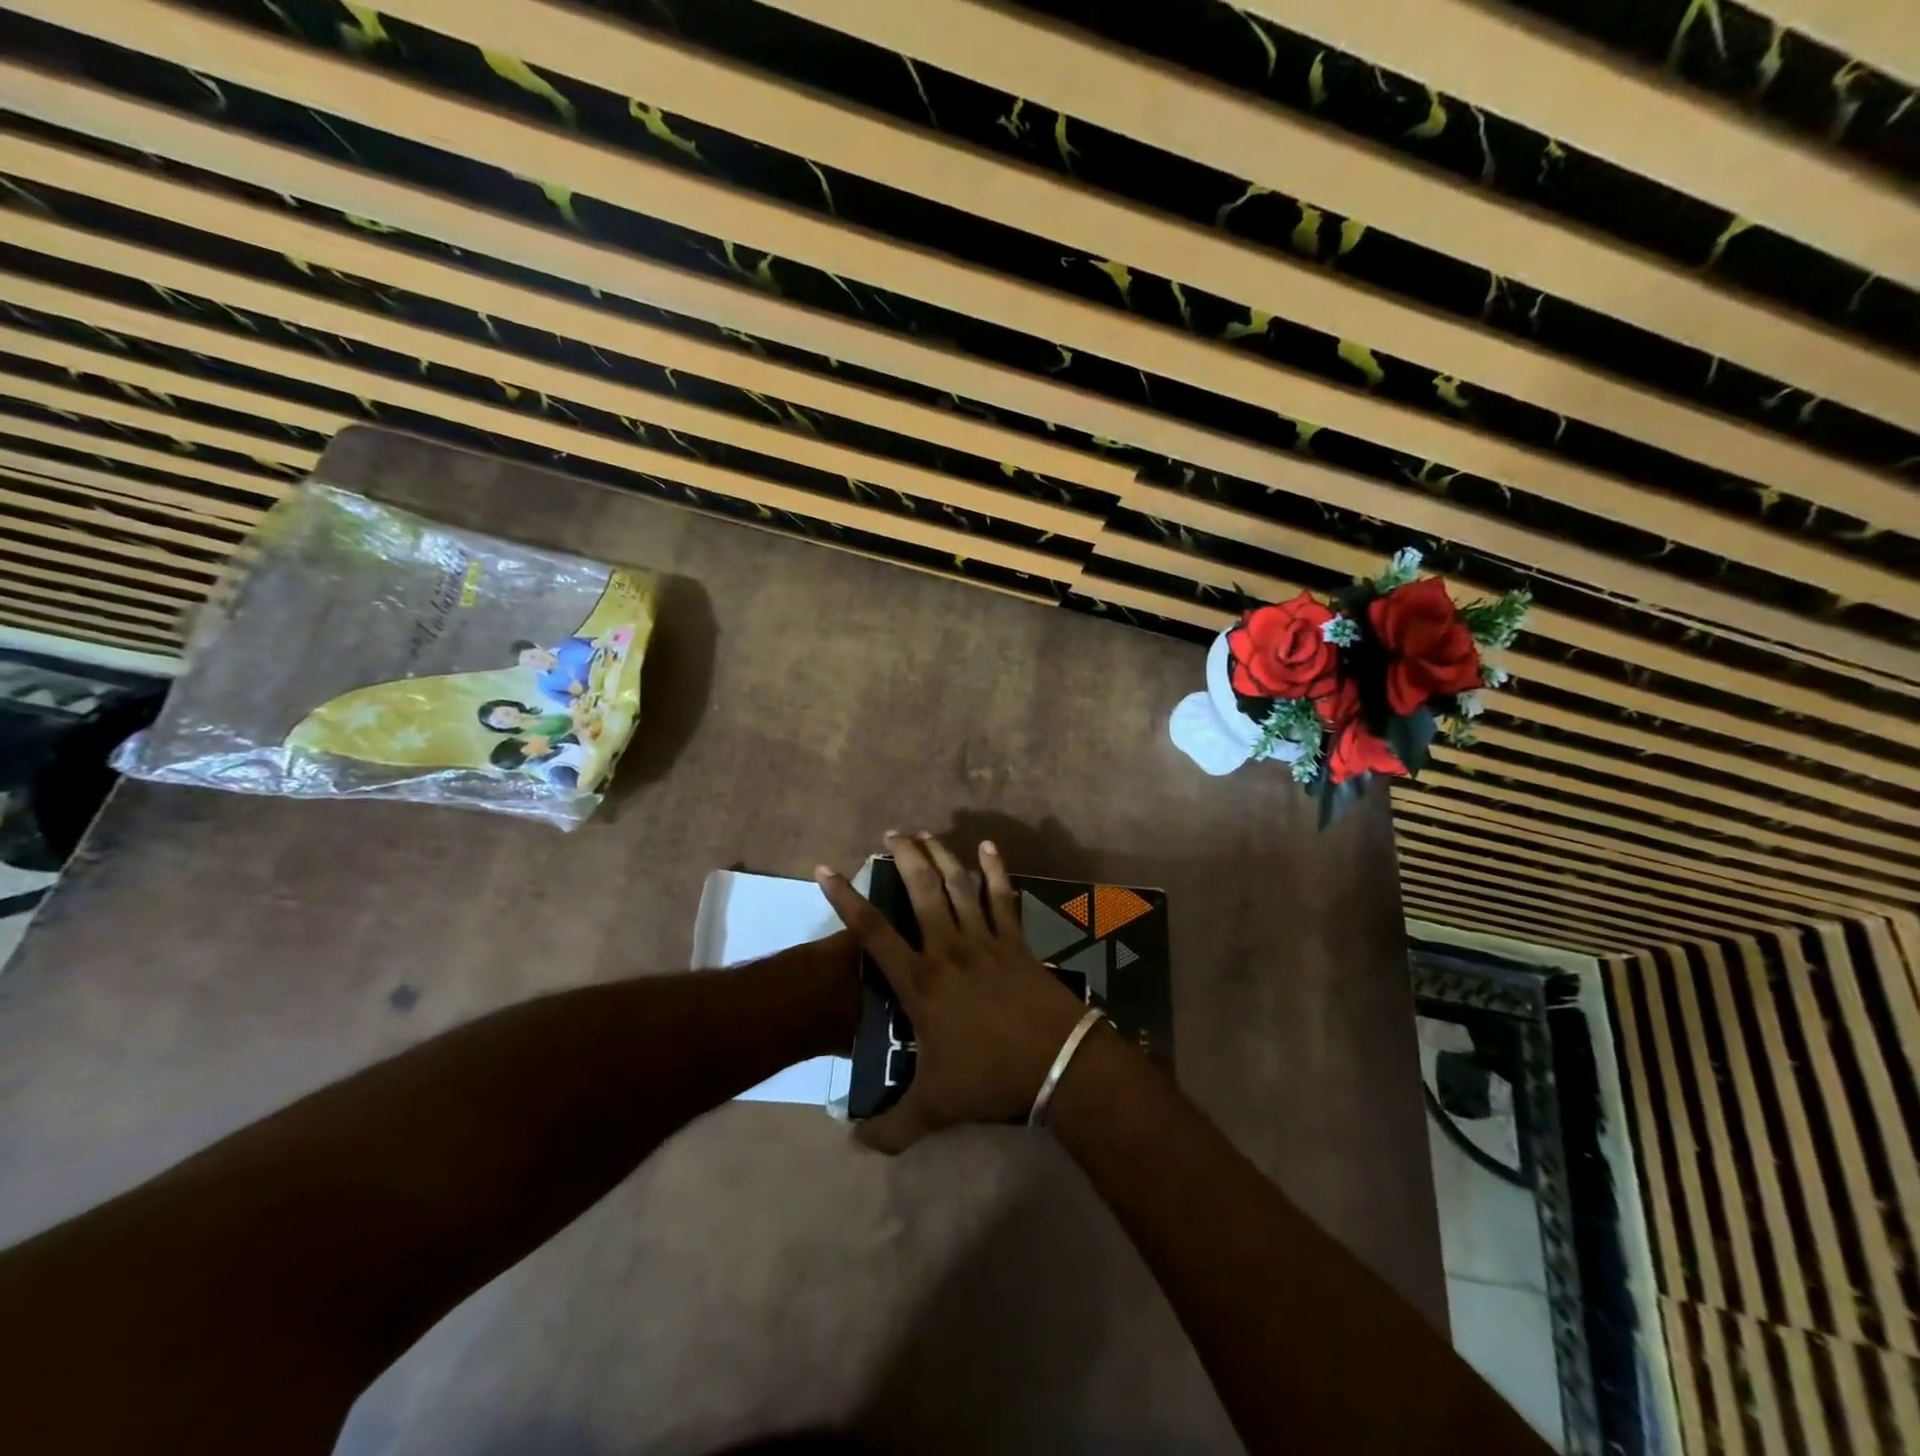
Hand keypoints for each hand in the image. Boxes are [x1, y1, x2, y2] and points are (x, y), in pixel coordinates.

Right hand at [816, 831, 1092, 1152]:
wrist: (1057, 1064)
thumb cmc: (990, 1078)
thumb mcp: (934, 1109)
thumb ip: (891, 1128)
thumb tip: (854, 1142)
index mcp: (921, 982)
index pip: (873, 932)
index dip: (845, 898)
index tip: (826, 869)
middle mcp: (948, 949)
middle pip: (921, 890)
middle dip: (903, 857)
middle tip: (890, 834)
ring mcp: (986, 941)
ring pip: (959, 886)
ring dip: (941, 855)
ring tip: (925, 833)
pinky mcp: (1016, 941)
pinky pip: (1003, 898)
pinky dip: (997, 871)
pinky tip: (989, 847)